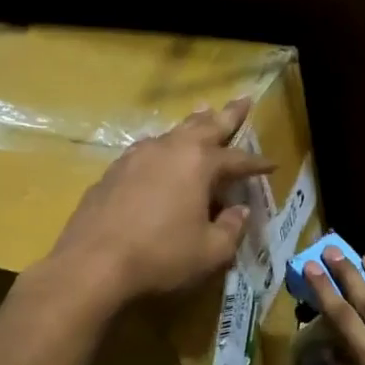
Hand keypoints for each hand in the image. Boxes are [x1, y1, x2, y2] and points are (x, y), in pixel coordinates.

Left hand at [46, 99, 272, 306]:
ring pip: (172, 133)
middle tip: (243, 100)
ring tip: (203, 112)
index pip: (237, 159)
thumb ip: (231, 229)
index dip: (256, 164)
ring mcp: (136, 157)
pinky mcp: (112, 172)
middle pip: (204, 126)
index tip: (272, 165)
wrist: (92, 264)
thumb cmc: (161, 257)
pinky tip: (161, 153)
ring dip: (192, 124)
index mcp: (198, 164)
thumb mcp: (210, 251)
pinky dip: (163, 147)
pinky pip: (147, 151)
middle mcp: (168, 150)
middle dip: (227, 115)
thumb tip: (240, 211)